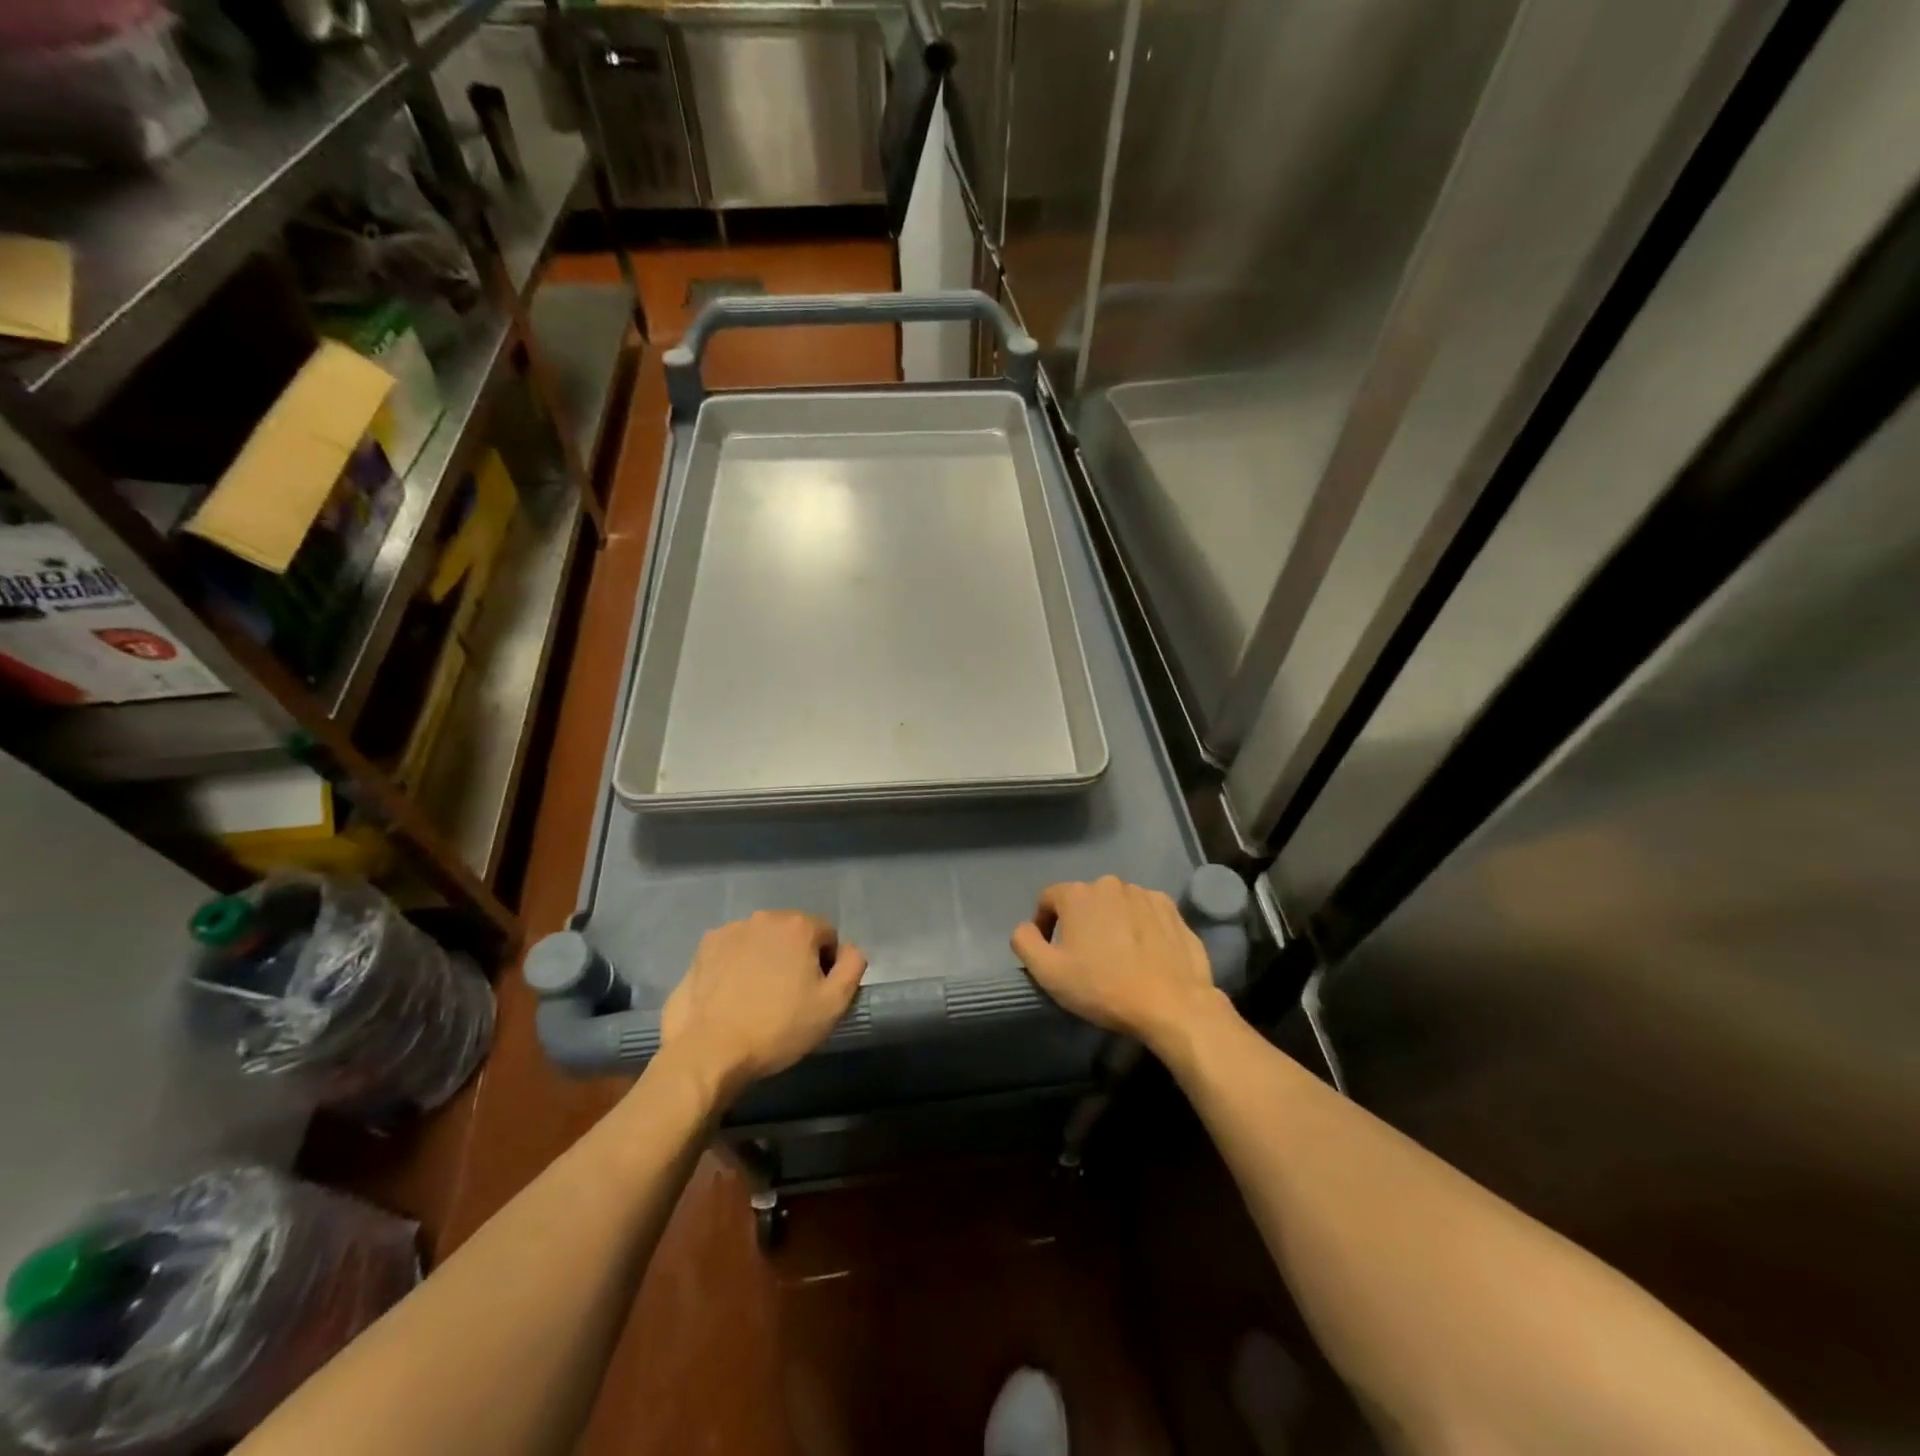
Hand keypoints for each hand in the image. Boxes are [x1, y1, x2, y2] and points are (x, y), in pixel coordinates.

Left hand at [661, 911, 865, 1099]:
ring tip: (757, 997)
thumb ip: (853, 967)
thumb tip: (850, 950)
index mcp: (798, 926)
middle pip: (792, 933)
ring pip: (761, 941)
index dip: (827, 964)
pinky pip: (732, 951)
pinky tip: (732, 995)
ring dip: (765, 959)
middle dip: (796, 957)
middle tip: (789, 996)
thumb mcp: (833, 1005)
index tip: (816, 993)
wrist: (710, 1051)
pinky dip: (736, 965)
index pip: (827, 935)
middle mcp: (764, 918)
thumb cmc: (778, 1028)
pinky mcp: (703, 949)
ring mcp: (729, 931)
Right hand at [1011, 877, 1225, 1050]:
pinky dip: (1139, 927)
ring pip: (1117, 905)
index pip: (1048, 898)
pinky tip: (1144, 954)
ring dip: (1111, 923)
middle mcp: (1110, 884)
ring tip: (1117, 957)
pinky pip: (1145, 913)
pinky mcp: (1172, 910)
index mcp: (1078, 894)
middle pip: (1085, 900)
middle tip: (1085, 957)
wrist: (1172, 1004)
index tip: (1050, 951)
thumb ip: (1025, 942)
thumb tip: (1025, 928)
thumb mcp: (1048, 972)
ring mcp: (1145, 894)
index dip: (1043, 923)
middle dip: (1080, 923)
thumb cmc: (1103, 987)